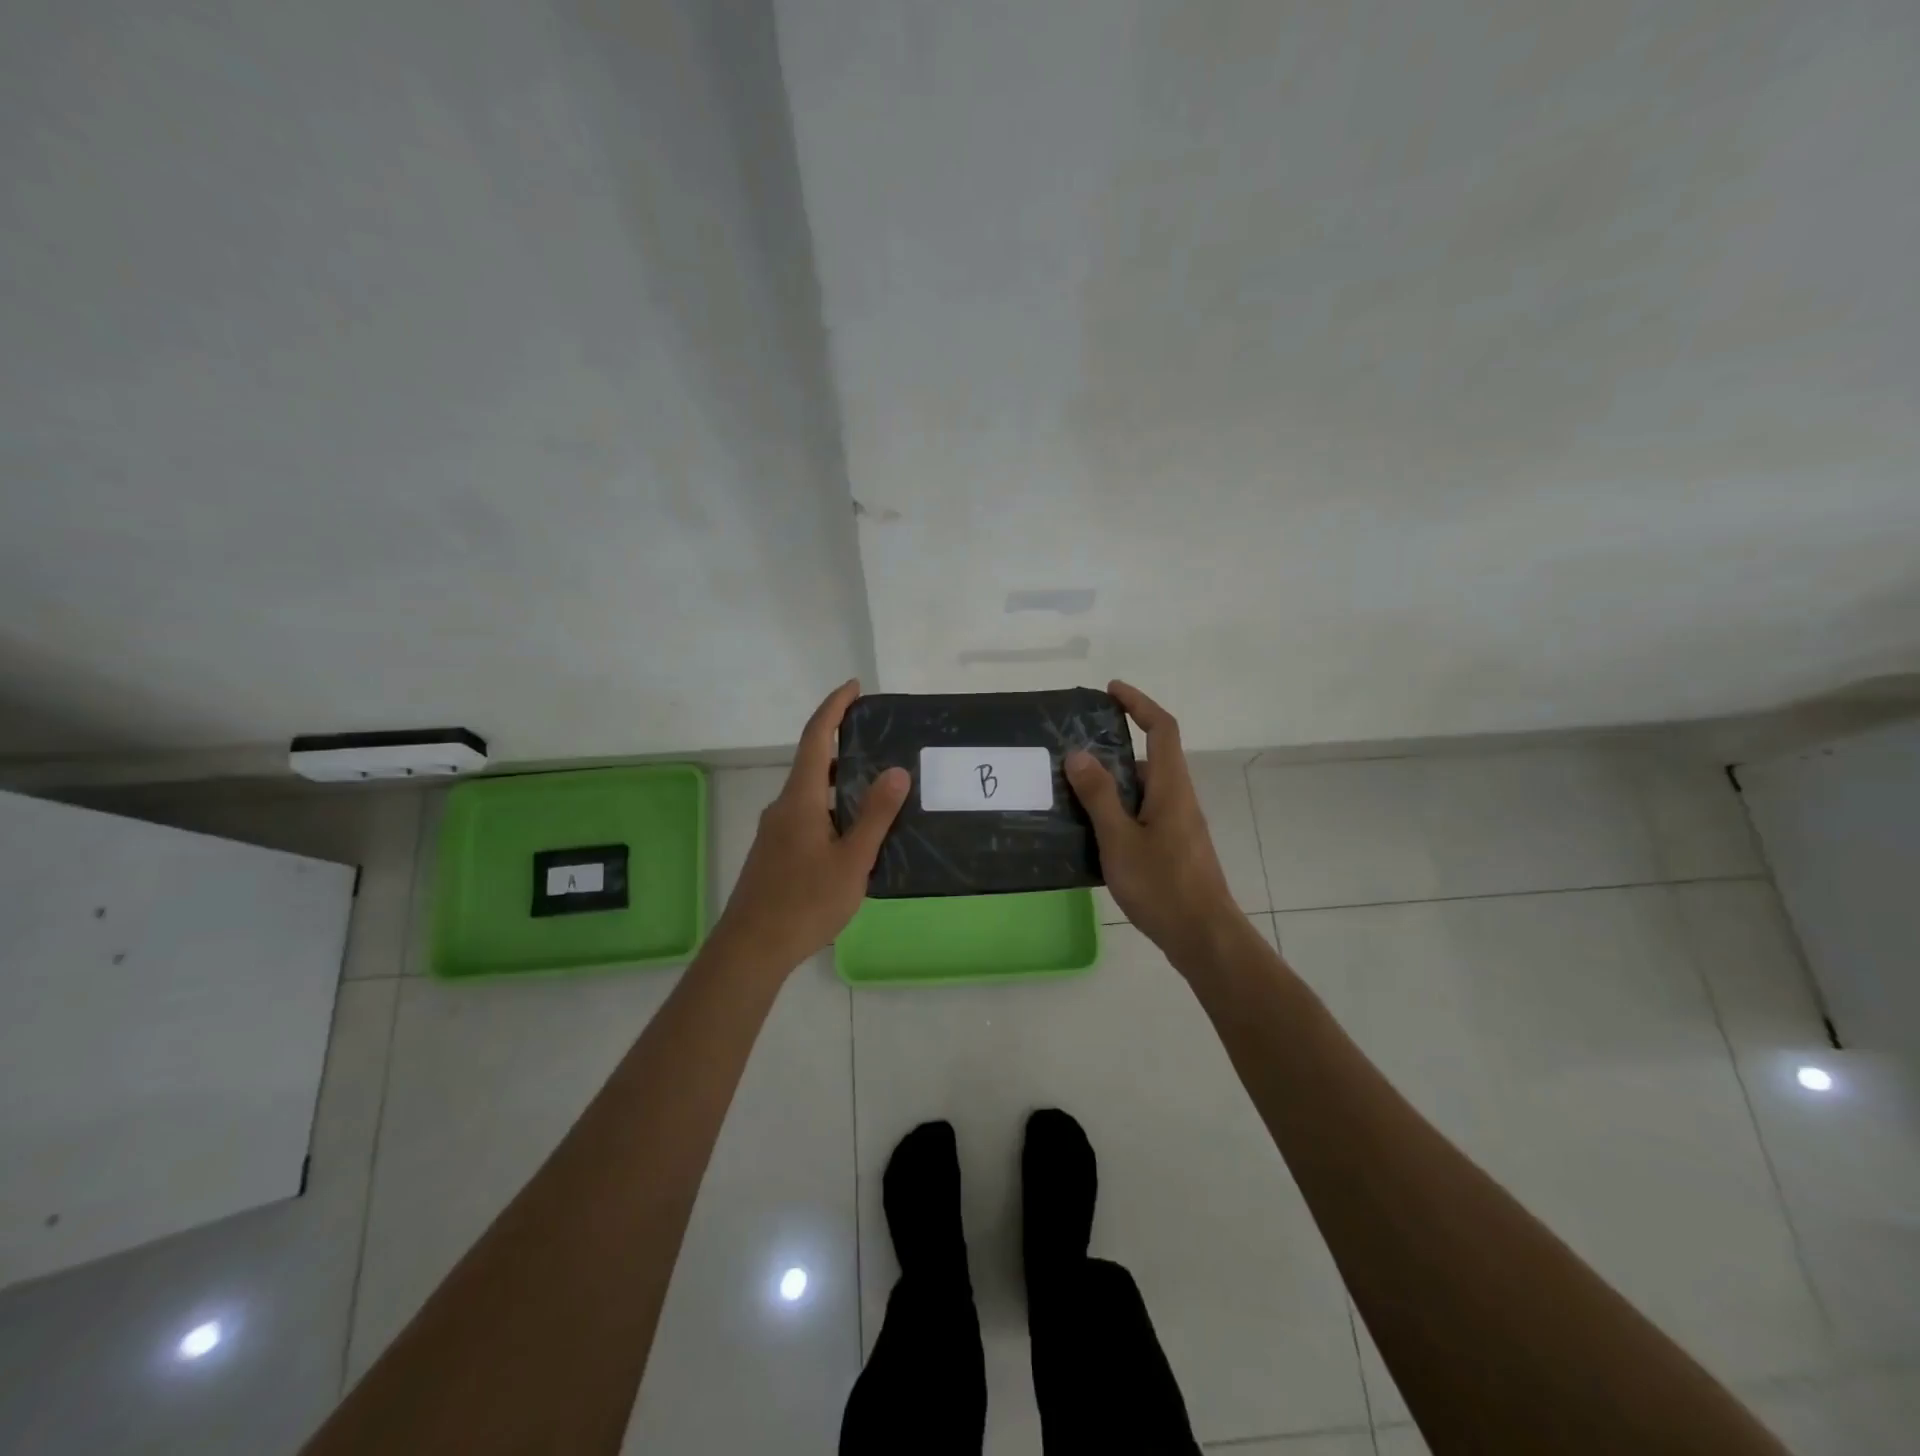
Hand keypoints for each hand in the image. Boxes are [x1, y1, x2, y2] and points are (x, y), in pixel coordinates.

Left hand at [714, 680, 910, 973]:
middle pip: (813, 762)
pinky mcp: (775, 852)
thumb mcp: (852, 859)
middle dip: (842, 743)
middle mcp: (784, 806)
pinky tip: (854, 833)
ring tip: (877, 787)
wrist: (752, 948)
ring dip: (840, 781)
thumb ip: (876, 815)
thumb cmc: (805, 902)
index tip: (854, 687)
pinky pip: (807, 815)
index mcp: (801, 799)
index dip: (834, 708)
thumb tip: (897, 770)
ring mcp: (776, 830)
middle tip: (880, 741)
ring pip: (811, 792)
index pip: (816, 738)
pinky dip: (832, 807)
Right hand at [1065, 680, 1241, 970]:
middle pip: (1150, 757)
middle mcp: (1179, 798)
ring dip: (1113, 781)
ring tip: (1072, 789)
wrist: (1204, 936)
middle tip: (1073, 750)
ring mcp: (1179, 824)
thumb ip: (1099, 796)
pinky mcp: (1174, 846)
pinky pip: (1144, 812)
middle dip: (1114, 745)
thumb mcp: (1120, 839)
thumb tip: (1079, 754)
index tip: (1111, 690)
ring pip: (1144, 788)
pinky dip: (1119, 808)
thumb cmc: (1163, 885)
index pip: (1161, 729)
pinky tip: (1092, 830)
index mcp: (1171, 787)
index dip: (1139, 703)